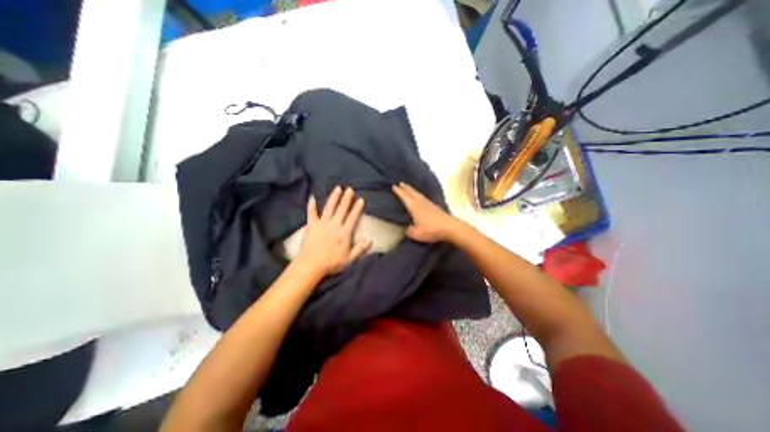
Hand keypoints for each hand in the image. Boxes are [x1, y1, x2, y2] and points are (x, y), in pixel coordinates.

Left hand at [296, 186, 370, 275]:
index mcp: (344, 233)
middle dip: (346, 199)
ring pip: (329, 208)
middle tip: (349, 189)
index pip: (353, 217)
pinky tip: (312, 198)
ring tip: (337, 188)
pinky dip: (311, 206)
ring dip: (333, 198)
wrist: (311, 265)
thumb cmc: (331, 263)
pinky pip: (311, 213)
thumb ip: (360, 249)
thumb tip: (370, 241)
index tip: (360, 199)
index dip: (357, 208)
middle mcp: (334, 225)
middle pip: (342, 209)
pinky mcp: (311, 225)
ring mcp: (322, 224)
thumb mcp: (349, 259)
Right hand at [392, 182, 455, 242]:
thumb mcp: (416, 233)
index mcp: (414, 207)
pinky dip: (419, 195)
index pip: (405, 197)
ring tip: (408, 188)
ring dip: (412, 190)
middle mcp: (421, 203)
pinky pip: (424, 198)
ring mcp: (429, 204)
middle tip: (400, 183)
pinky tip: (420, 197)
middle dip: (406, 188)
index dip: (399, 192)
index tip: (394, 186)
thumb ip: (409, 231)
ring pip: (418, 194)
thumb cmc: (431, 230)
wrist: (450, 227)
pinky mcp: (435, 207)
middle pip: (412, 193)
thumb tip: (407, 229)